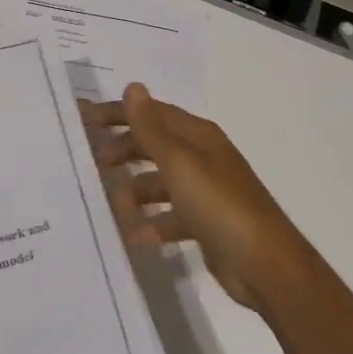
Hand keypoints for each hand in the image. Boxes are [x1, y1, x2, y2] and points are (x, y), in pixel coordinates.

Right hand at [85, 83, 316, 313]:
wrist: (267, 266)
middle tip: (92, 161)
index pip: (151, 113)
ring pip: (161, 182)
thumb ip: (151, 128)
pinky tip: (134, 236)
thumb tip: (132, 87)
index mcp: (198, 136)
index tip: (85, 119)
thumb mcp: (180, 163)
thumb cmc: (220, 204)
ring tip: (111, 203)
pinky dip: (153, 223)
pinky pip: (171, 217)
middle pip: (155, 145)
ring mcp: (206, 192)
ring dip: (135, 190)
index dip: (118, 113)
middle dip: (124, 149)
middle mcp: (202, 158)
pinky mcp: (207, 225)